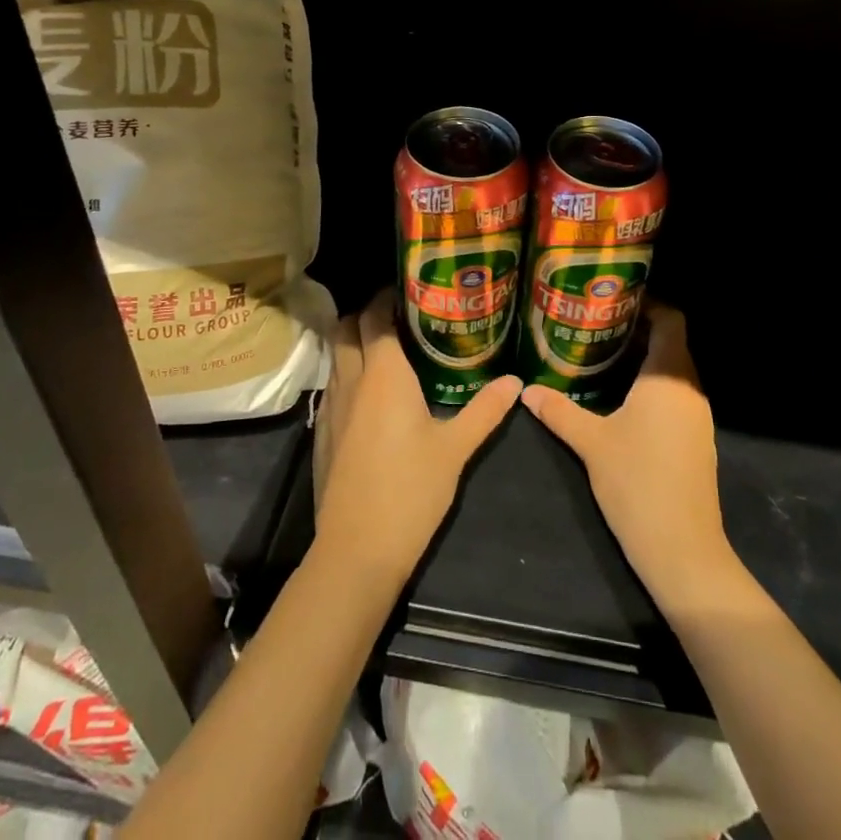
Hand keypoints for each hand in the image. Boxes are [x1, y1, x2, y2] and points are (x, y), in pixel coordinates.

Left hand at [313, 289, 521, 584]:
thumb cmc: (410, 491)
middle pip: (346, 328)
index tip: (410, 290)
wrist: (356, 551)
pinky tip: (373, 394)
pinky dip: (348, 372)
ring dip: (355, 342)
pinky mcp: (324, 432)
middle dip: (366, 313)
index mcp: (384, 374)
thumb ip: (485, 410)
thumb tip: (516, 381)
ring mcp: (332, 407)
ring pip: (336, 356)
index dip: (386, 296)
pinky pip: (333, 385)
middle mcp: (352, 381)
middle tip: (400, 315)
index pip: (375, 316)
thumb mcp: (456, 449)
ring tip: (390, 348)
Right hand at [520, 304, 733, 606]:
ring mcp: (698, 416)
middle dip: (637, 330)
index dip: (648, 304)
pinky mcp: (697, 439)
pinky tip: (621, 397)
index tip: (613, 300)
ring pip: (674, 371)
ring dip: (644, 360)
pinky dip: (652, 385)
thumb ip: (558, 410)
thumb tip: (526, 390)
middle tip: (595, 325)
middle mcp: (689, 389)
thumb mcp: (591, 442)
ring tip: (602, 355)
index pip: (671, 320)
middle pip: (671, 343)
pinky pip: (676, 395)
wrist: (682, 549)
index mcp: (669, 377)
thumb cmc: (637, 483)